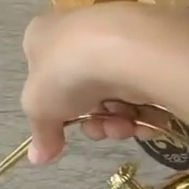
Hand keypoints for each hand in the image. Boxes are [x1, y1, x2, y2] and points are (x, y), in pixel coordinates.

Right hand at [20, 5, 188, 164]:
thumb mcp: (39, 109)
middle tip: (100, 131)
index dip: (55, 109)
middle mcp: (79, 31)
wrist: (125, 47)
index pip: (44, 76)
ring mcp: (116, 38)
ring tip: (125, 127)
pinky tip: (146, 122)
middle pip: (83, 91)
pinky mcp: (150, 47)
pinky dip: (144, 110)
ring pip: (114, 92)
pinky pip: (142, 85)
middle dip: (93, 121)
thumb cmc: (67, 72)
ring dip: (118, 121)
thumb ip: (41, 134)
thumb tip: (38, 157)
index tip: (64, 131)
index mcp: (44, 35)